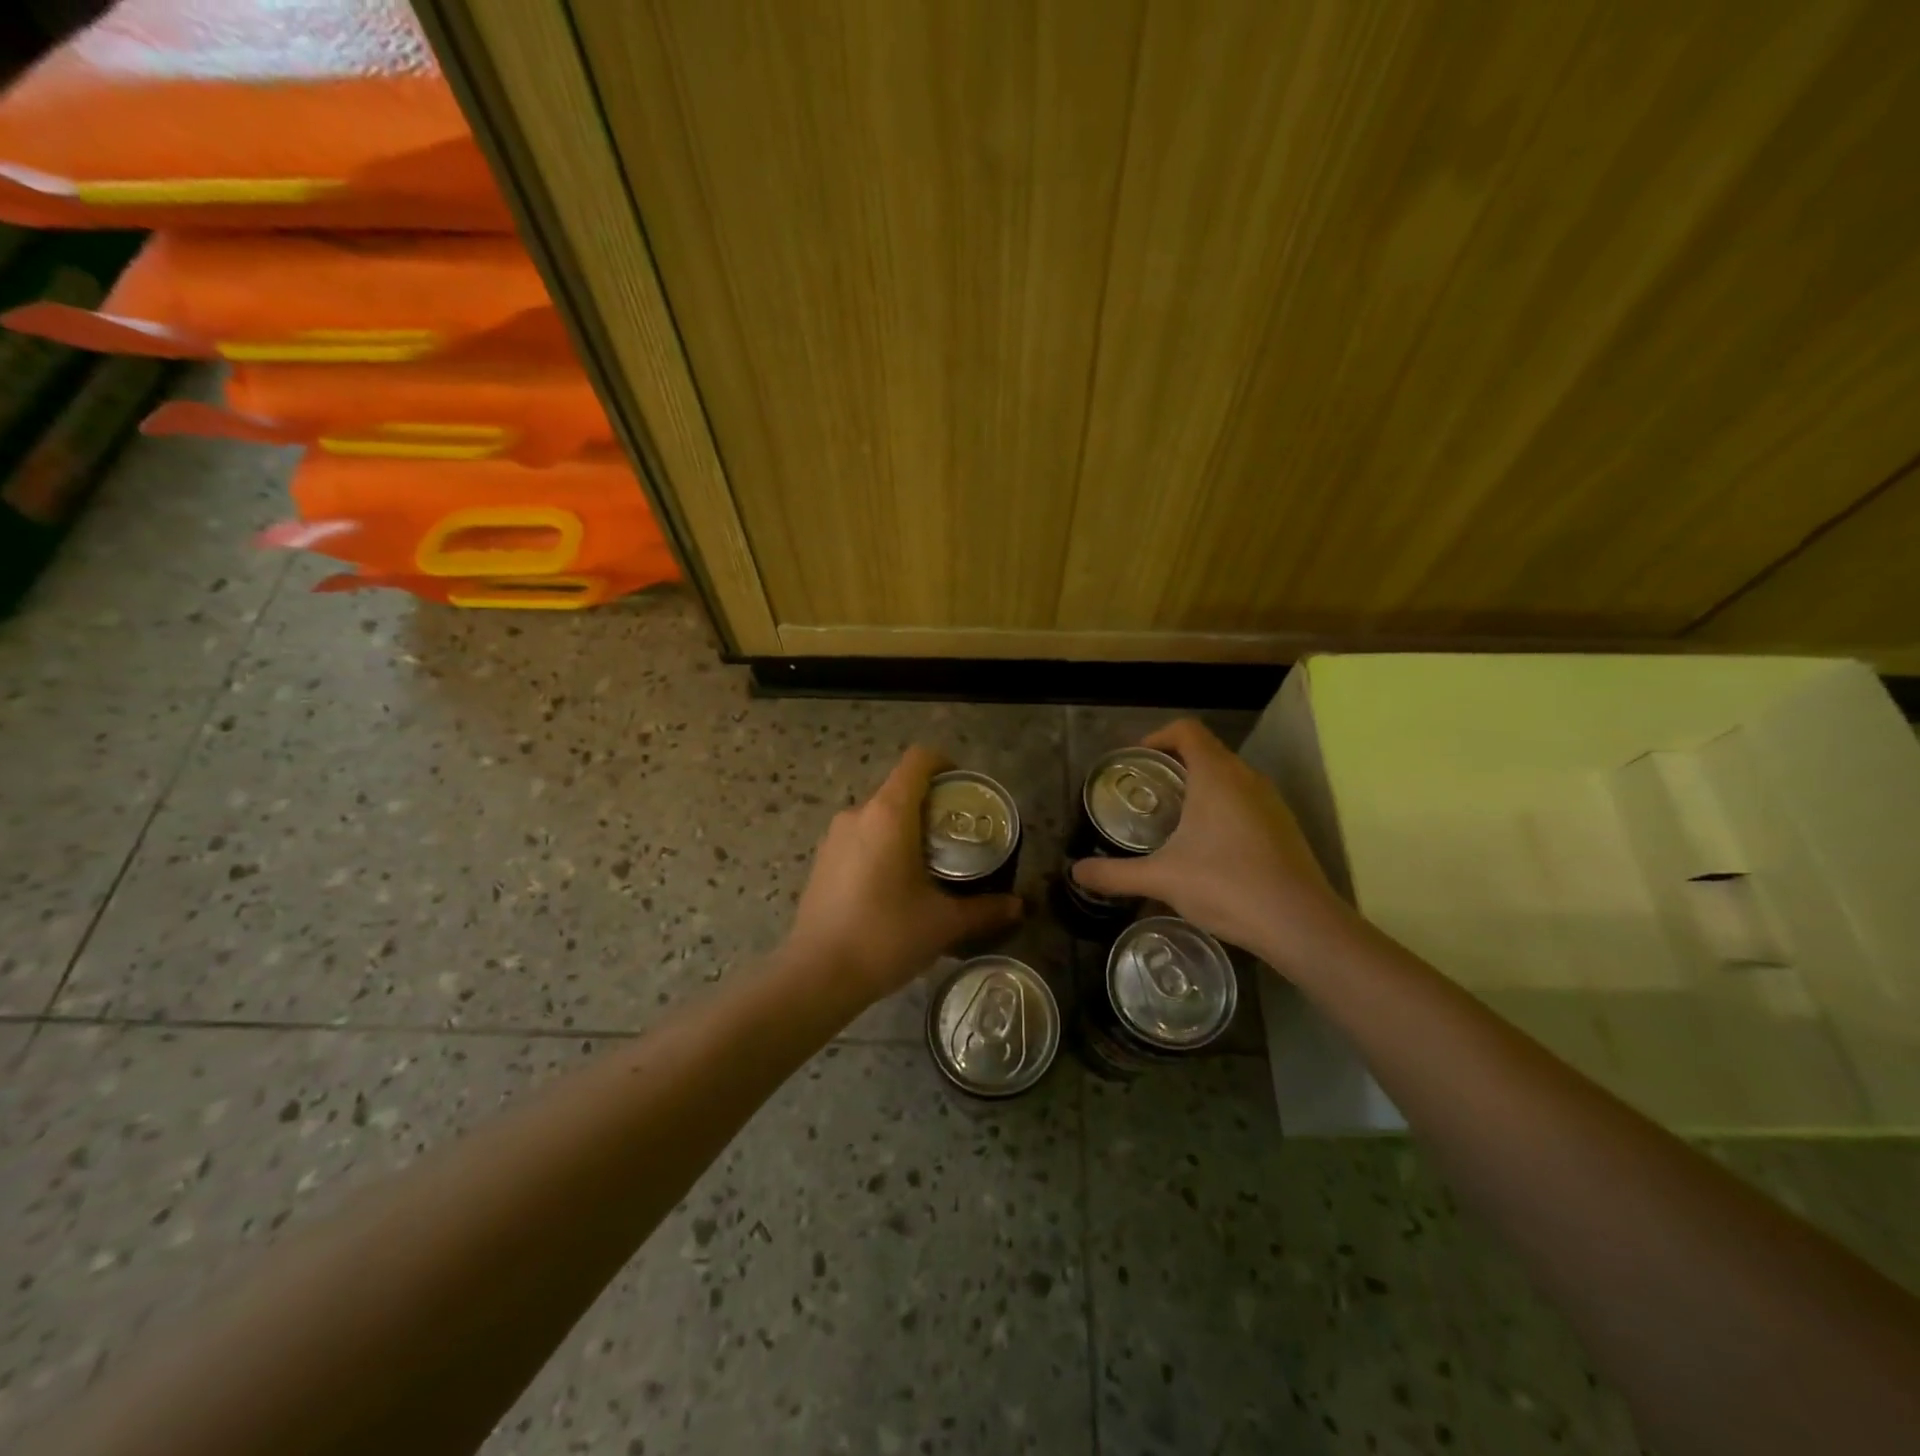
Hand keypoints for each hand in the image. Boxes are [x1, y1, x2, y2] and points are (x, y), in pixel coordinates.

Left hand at [786, 746, 1023, 1003]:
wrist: (818, 975)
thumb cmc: (886, 936)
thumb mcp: (944, 923)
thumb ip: (984, 909)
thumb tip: (1017, 905)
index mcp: (889, 813)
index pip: (919, 760)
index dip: (946, 764)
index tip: (966, 790)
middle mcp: (858, 814)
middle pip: (901, 788)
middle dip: (932, 805)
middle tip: (958, 837)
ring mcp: (835, 836)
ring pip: (879, 815)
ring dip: (906, 828)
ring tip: (930, 864)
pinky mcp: (822, 860)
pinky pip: (861, 837)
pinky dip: (883, 846)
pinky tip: (895, 886)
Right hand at [1070, 718, 1354, 972]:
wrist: (1300, 924)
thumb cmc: (1226, 886)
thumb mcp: (1161, 879)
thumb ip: (1115, 874)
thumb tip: (1076, 873)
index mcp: (1216, 775)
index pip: (1186, 730)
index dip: (1157, 737)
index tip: (1135, 762)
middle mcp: (1247, 778)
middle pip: (1206, 752)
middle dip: (1173, 765)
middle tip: (1145, 793)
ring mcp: (1271, 802)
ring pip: (1229, 778)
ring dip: (1200, 787)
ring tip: (1172, 820)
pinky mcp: (1284, 827)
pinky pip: (1246, 801)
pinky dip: (1222, 809)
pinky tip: (1208, 848)